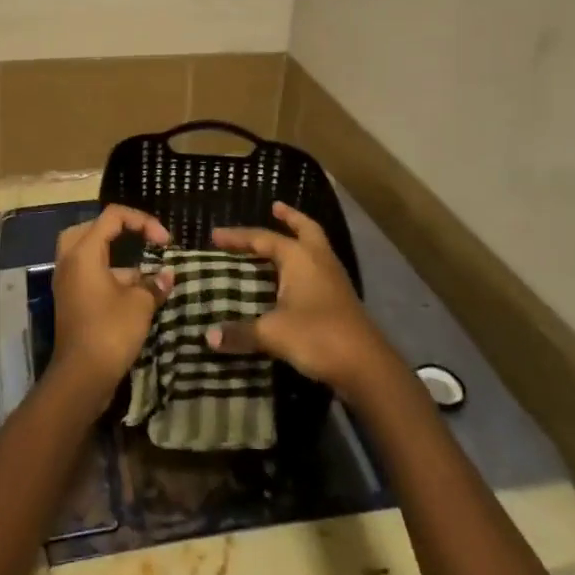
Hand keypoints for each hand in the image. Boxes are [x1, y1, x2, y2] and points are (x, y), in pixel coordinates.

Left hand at [50, 205, 173, 393]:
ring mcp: (67, 282)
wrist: (81, 378)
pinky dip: (109, 274)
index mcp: (84, 252)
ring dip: (115, 255)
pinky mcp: (71, 300)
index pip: (112, 216)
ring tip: (144, 268)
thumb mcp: (140, 304)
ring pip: (88, 252)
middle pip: (92, 228)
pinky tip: (134, 290)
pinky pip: (88, 273)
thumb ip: (154, 284)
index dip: (142, 221)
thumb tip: (167, 275)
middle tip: (140, 239)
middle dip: (119, 230)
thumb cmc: (110, 332)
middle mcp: (70, 261)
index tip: (164, 241)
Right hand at [206, 202, 394, 396]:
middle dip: (290, 217)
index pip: (263, 238)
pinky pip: (319, 269)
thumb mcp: (272, 334)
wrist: (366, 367)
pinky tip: (295, 279)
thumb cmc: (317, 336)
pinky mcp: (341, 300)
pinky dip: (305, 264)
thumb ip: (240, 332)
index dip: (238, 237)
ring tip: (283, 239)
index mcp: (300, 257)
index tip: (215, 235)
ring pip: (315, 248)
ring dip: (300, 239)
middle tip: (275, 207)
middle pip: (305, 229)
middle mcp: (319, 260)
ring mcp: (334, 279)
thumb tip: (209, 337)